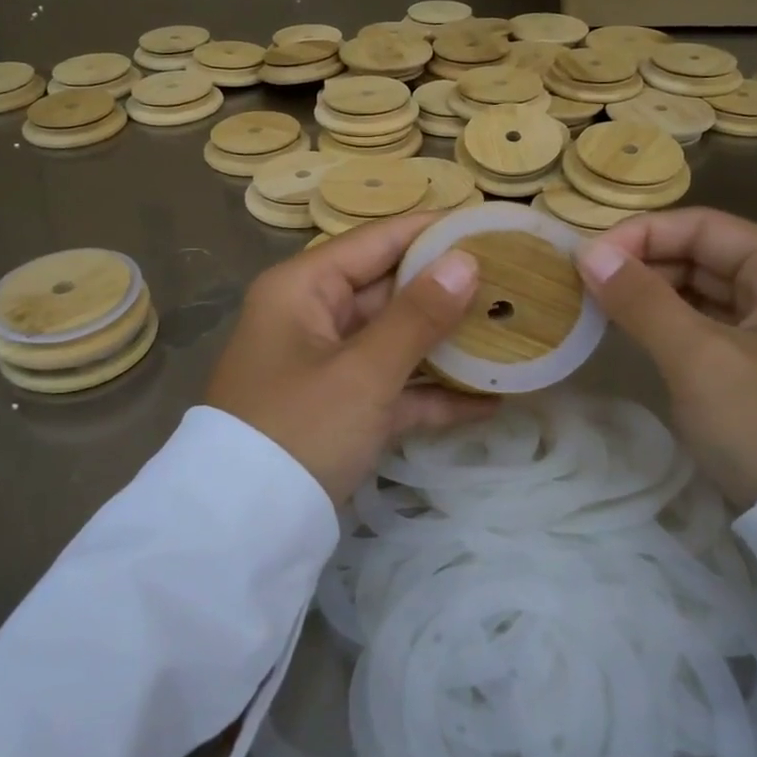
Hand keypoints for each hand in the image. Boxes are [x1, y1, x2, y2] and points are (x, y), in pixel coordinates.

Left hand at [205, 212, 492, 502]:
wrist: (242, 532)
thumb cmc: (299, 429)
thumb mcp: (362, 372)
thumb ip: (418, 315)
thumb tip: (466, 261)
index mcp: (304, 288)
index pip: (377, 241)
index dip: (433, 230)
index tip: (489, 224)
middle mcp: (313, 316)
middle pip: (390, 288)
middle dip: (449, 288)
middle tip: (514, 280)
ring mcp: (327, 365)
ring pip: (396, 339)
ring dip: (448, 342)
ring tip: (512, 330)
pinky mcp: (341, 409)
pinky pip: (394, 387)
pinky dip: (433, 395)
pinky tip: (491, 400)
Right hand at [575, 207, 756, 508]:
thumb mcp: (700, 359)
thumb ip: (641, 300)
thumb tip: (589, 254)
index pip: (702, 226)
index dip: (640, 235)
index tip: (586, 259)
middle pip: (705, 255)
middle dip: (643, 265)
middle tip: (584, 285)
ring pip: (707, 293)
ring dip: (654, 296)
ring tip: (600, 307)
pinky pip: (715, 327)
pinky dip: (675, 325)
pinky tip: (636, 333)